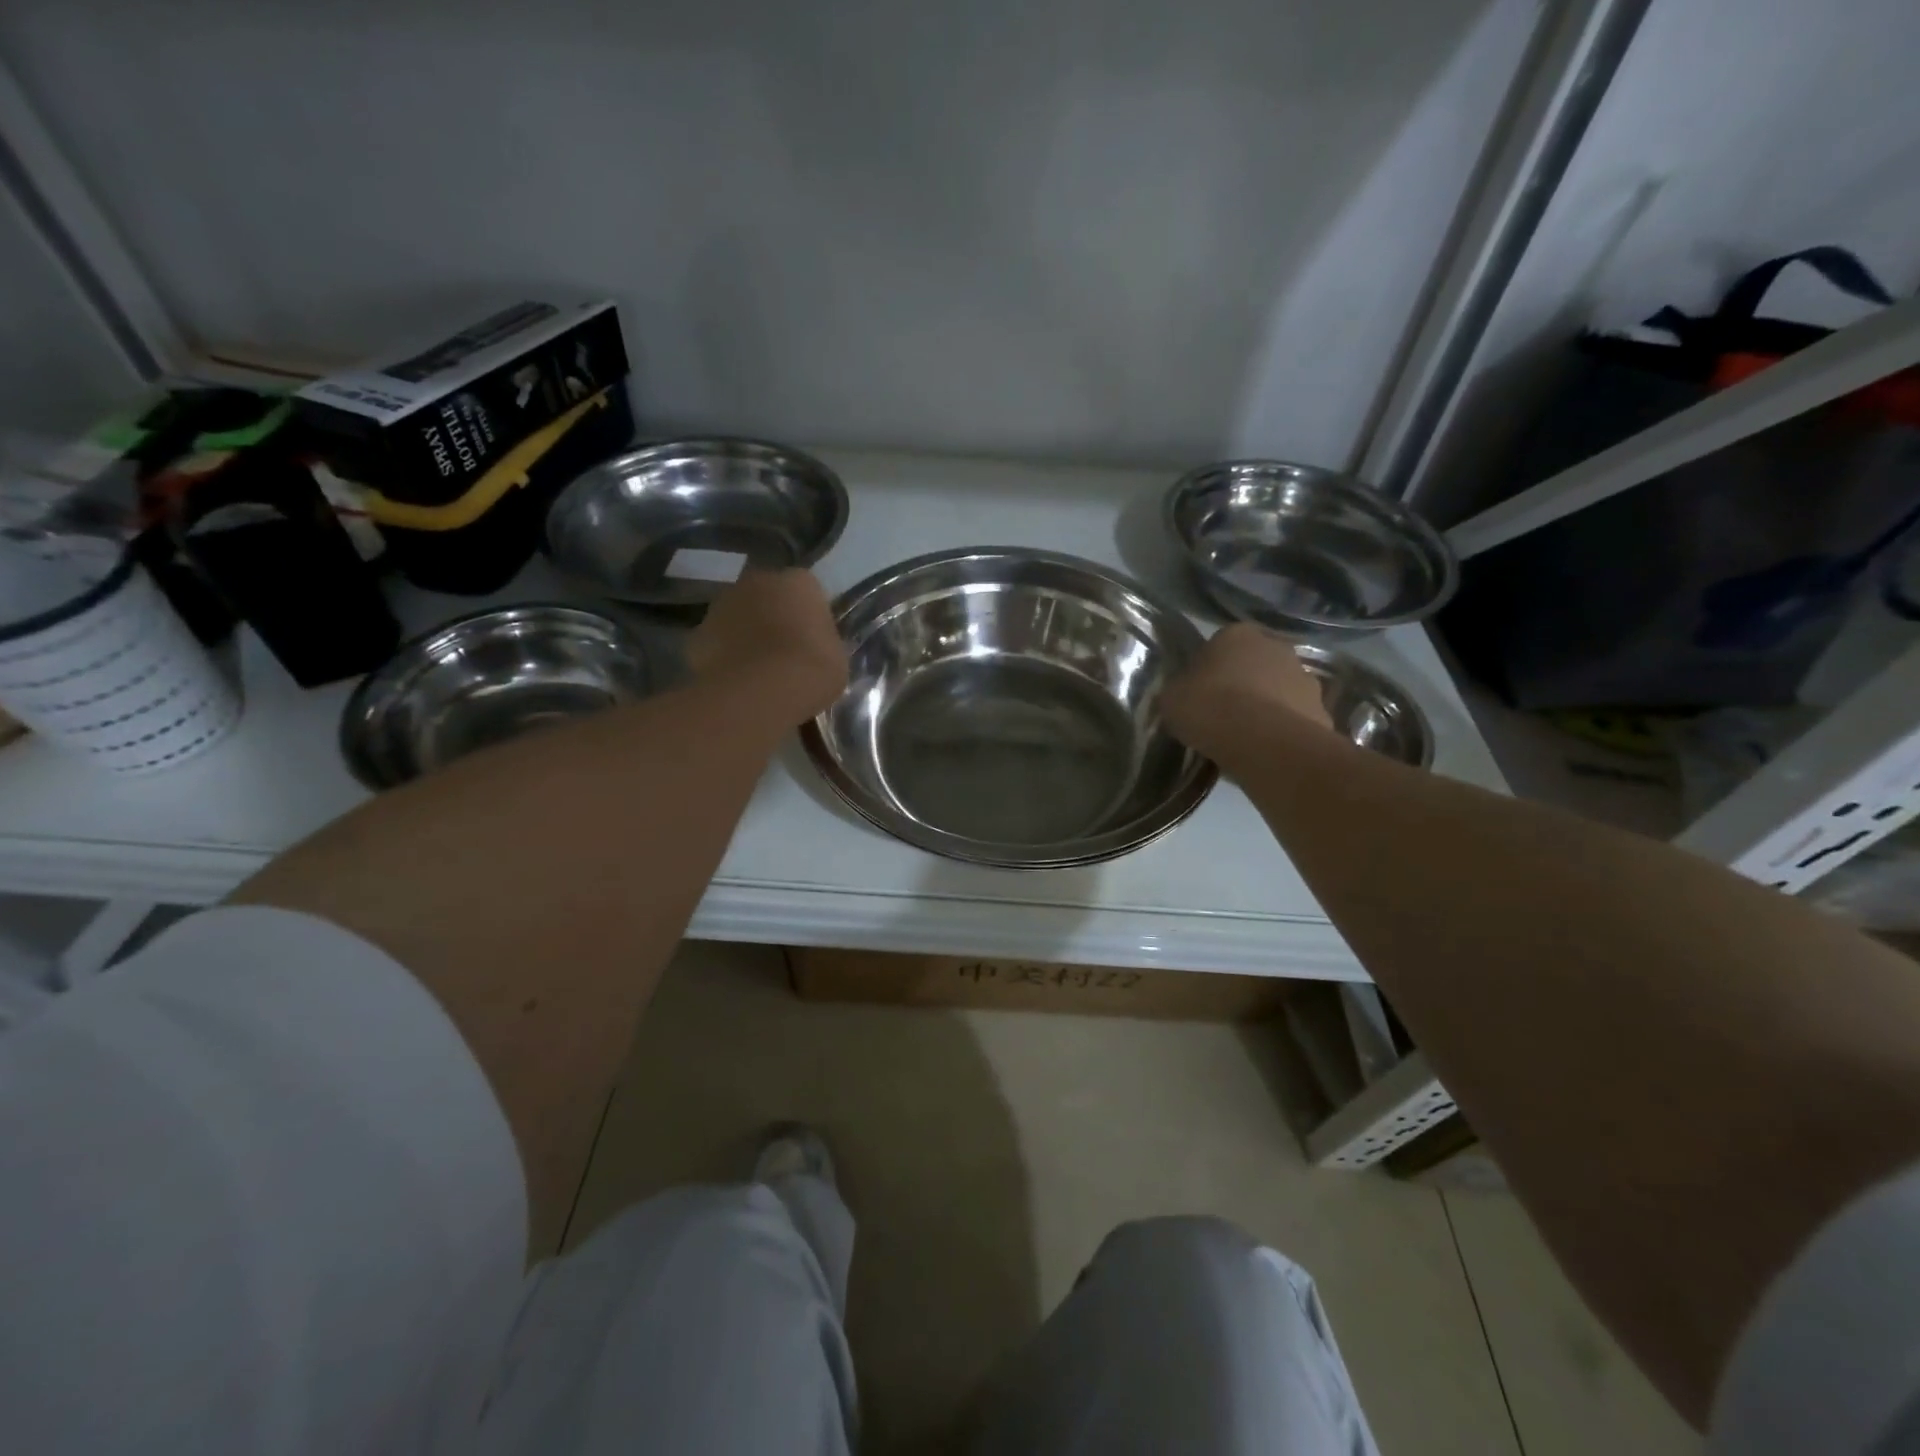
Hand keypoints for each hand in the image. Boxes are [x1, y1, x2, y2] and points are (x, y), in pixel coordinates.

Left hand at [686, 568, 848, 722]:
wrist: (763, 691)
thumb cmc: (813, 669)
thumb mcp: (836, 656)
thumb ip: (821, 642)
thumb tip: (811, 646)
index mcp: (799, 581)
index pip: (806, 592)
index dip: (807, 617)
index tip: (811, 642)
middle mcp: (758, 581)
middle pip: (766, 597)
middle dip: (772, 618)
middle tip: (783, 653)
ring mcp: (723, 604)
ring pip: (737, 616)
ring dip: (744, 634)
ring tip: (756, 670)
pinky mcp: (698, 632)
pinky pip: (716, 642)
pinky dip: (723, 656)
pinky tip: (735, 681)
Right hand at [1162, 623, 1333, 759]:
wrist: (1265, 743)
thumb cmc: (1210, 709)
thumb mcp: (1172, 698)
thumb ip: (1178, 690)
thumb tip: (1183, 694)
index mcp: (1237, 634)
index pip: (1218, 644)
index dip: (1207, 669)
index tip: (1198, 694)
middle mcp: (1276, 646)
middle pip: (1254, 664)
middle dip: (1241, 684)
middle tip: (1221, 714)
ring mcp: (1305, 678)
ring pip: (1278, 690)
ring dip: (1265, 707)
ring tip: (1244, 738)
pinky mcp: (1322, 710)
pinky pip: (1294, 719)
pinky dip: (1282, 731)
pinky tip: (1265, 751)